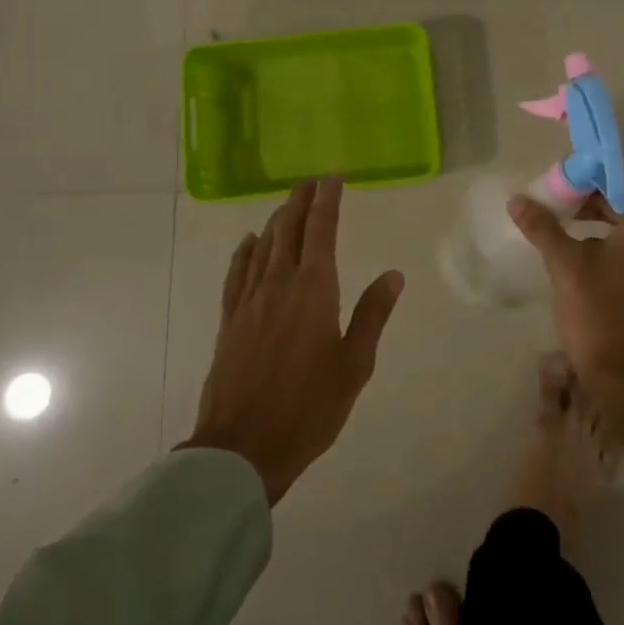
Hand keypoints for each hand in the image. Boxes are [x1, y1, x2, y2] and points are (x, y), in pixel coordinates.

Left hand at [182, 178, 403, 504]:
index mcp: (314, 290)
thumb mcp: (354, 365)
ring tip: (287, 204)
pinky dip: (245, 252)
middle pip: (289, 229)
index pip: (322, 230)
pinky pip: (237, 274)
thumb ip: (372, 315)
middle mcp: (279, 284)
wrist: (243, 446)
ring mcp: (250, 301)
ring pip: (264, 247)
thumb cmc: (309, 407)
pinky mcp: (230, 321)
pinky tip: (249, 243)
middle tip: (310, 182)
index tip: (333, 178)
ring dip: (277, 221)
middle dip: (300, 201)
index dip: (328, 200)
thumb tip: (394, 275)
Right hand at [508, 168, 623, 473]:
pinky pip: (623, 243)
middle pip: (619, 197)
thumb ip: (542, 227)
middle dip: (582, 193)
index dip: (586, 169)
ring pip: (619, 221)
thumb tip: (518, 200)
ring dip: (587, 214)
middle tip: (546, 193)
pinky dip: (597, 235)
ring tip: (552, 215)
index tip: (554, 171)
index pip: (618, 176)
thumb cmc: (598, 315)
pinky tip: (568, 243)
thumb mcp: (565, 265)